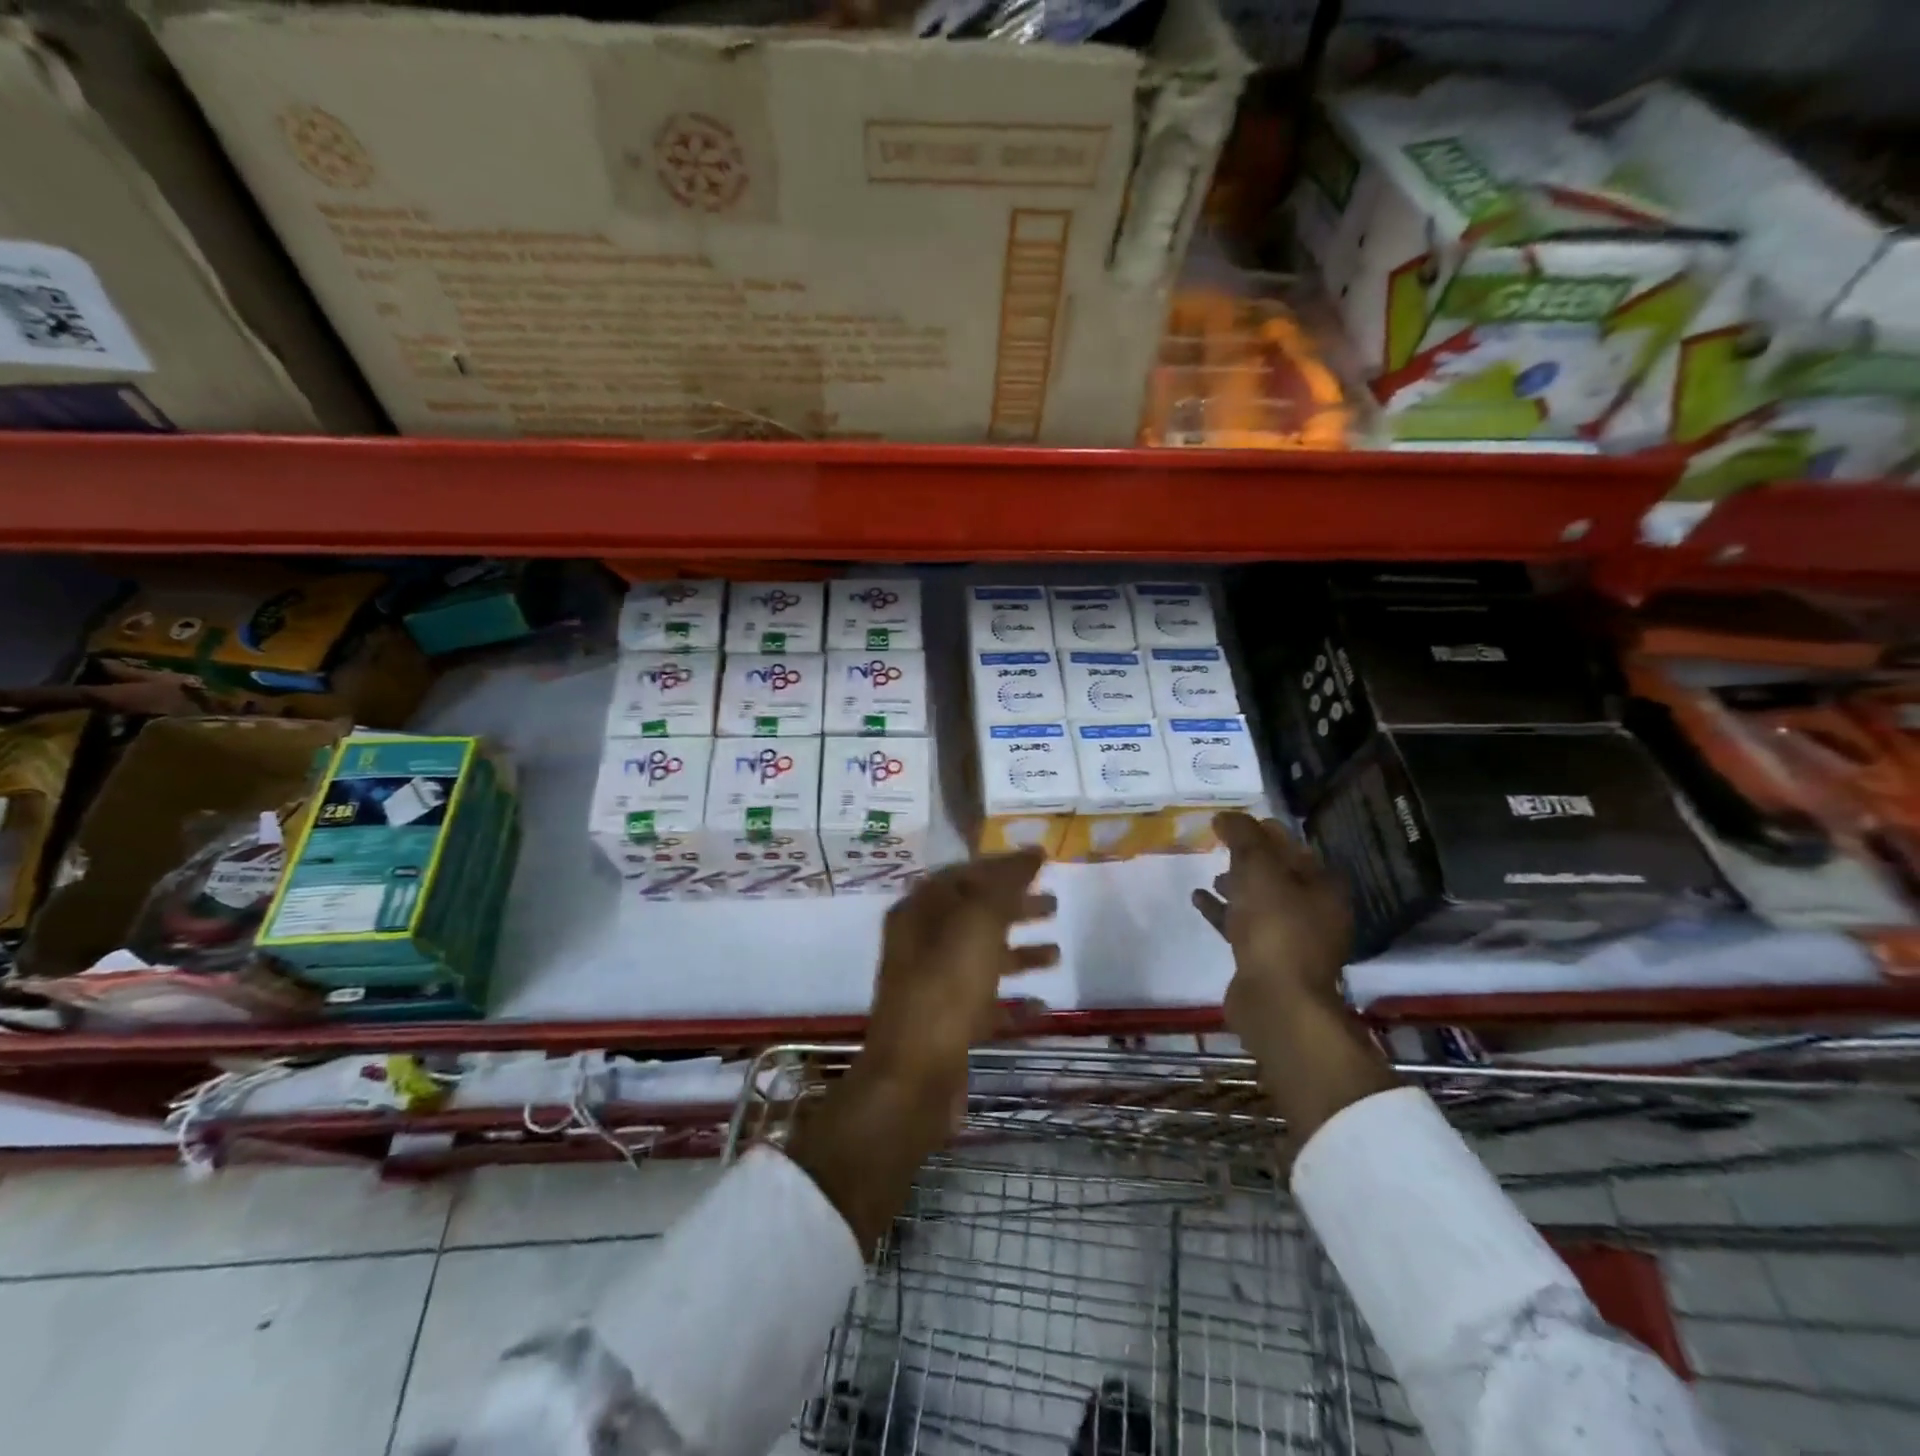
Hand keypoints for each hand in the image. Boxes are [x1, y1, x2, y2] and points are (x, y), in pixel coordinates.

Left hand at [862, 849, 1058, 1107]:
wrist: (913, 1078)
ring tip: (1057, 953)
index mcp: (920, 912)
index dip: (1002, 866)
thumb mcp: (977, 924)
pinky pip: (986, 1003)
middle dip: (1015, 906)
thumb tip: (1031, 853)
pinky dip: (1014, 1001)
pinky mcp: (947, 1025)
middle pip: (974, 914)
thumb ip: (1004, 885)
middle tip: (1054, 904)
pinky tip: (1043, 1006)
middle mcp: (922, 944)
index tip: (1041, 863)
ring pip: (982, 958)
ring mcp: (933, 986)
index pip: (964, 874)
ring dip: (1019, 952)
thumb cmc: (945, 988)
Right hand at [1191, 812, 1351, 1034]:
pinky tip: (1199, 900)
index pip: (1294, 847)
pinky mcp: (1267, 961)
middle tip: (1221, 845)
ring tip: (1211, 874)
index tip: (1235, 823)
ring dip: (1236, 886)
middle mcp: (1315, 912)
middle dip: (1251, 859)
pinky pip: (1242, 926)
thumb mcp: (1258, 868)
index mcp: (1324, 887)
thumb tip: (1226, 815)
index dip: (1265, 831)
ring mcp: (1292, 940)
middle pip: (1279, 875)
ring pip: (1261, 902)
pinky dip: (1223, 911)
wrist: (1276, 1000)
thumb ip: (1242, 836)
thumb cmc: (1275, 926)